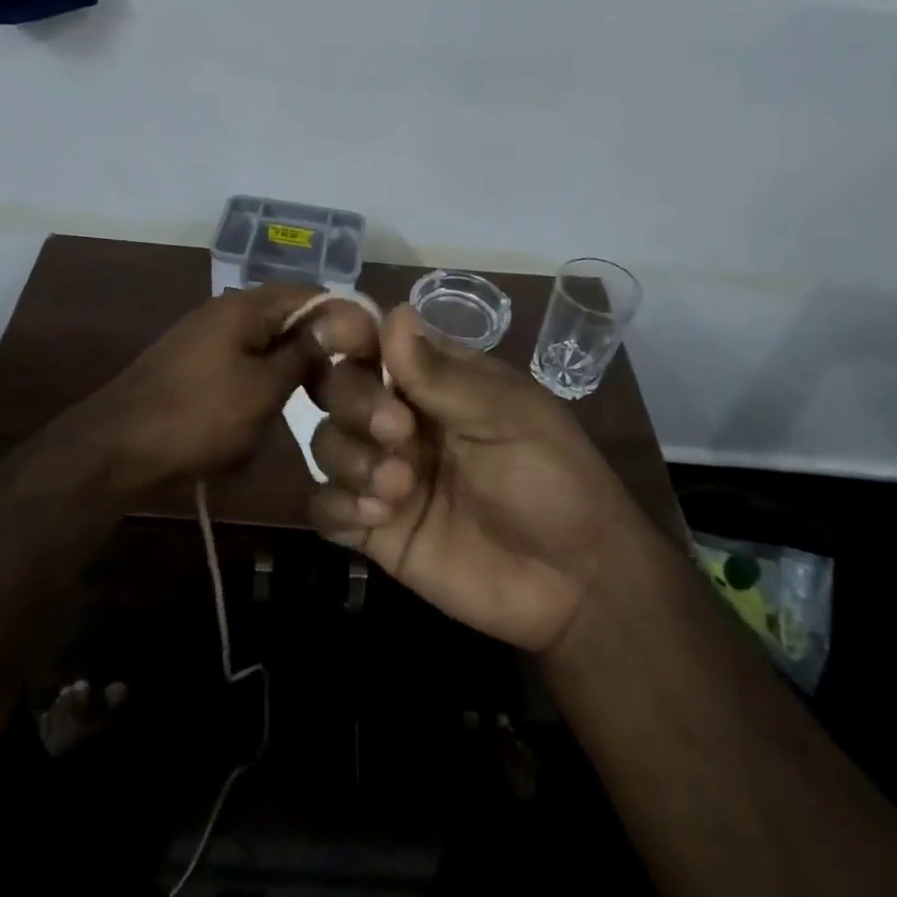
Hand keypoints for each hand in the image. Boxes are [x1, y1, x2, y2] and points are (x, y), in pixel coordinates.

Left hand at [87, 284, 380, 493]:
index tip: (373, 357)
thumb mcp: (263, 387)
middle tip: (347, 387)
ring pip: (270, 345)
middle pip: (291, 318)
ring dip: (294, 371)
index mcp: (245, 306)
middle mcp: (227, 312)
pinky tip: (274, 412)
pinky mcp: (198, 367)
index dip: (347, 320)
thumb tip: (345, 317)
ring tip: (317, 402)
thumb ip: (305, 351)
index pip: (314, 293)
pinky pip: (246, 365)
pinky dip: (267, 384)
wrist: (117, 448)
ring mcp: (209, 339)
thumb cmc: (197, 416)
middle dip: (322, 350)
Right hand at [306, 305, 678, 654]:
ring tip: (399, 489)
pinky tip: (376, 518)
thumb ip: (441, 375)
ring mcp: (382, 473)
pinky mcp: (372, 528)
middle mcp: (399, 418)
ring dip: (350, 458)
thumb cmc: (552, 480)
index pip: (373, 340)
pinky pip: (323, 507)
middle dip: (355, 403)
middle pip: (338, 388)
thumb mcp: (507, 417)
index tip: (340, 338)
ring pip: (326, 443)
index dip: (348, 333)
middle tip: (398, 432)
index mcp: (433, 380)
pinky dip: (337, 506)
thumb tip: (393, 312)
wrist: (573, 584)